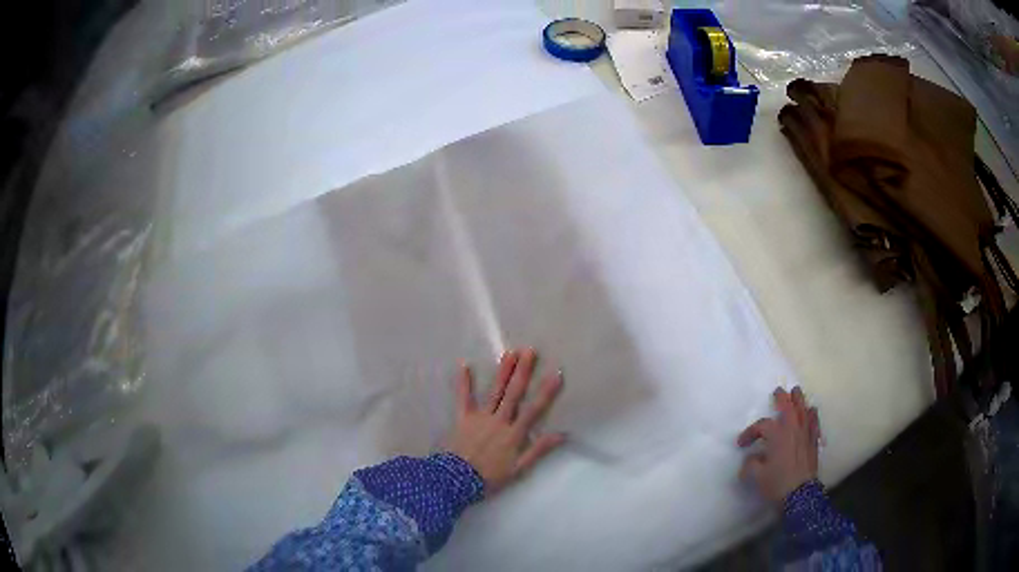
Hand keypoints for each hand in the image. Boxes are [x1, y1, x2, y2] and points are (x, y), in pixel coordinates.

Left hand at [446, 348, 565, 493]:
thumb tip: (562, 434)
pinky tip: (464, 364)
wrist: (457, 481)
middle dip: (523, 372)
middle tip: (530, 351)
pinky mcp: (463, 418)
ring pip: (494, 392)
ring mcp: (480, 417)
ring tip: (510, 353)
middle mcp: (499, 421)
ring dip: (502, 372)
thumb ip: (539, 450)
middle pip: (513, 393)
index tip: (556, 373)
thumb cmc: (490, 477)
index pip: (534, 409)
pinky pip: (463, 398)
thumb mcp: (519, 469)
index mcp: (514, 434)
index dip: (546, 392)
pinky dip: (464, 382)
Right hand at [737, 386, 820, 504]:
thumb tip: (751, 458)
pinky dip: (812, 415)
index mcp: (777, 435)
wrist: (800, 495)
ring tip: (796, 392)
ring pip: (803, 411)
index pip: (762, 426)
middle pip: (788, 407)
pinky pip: (814, 423)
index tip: (741, 444)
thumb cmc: (777, 483)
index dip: (750, 432)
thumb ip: (751, 464)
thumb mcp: (757, 476)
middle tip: (778, 391)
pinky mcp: (813, 442)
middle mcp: (792, 429)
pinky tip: (812, 410)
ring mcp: (805, 434)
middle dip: (782, 398)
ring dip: (799, 400)